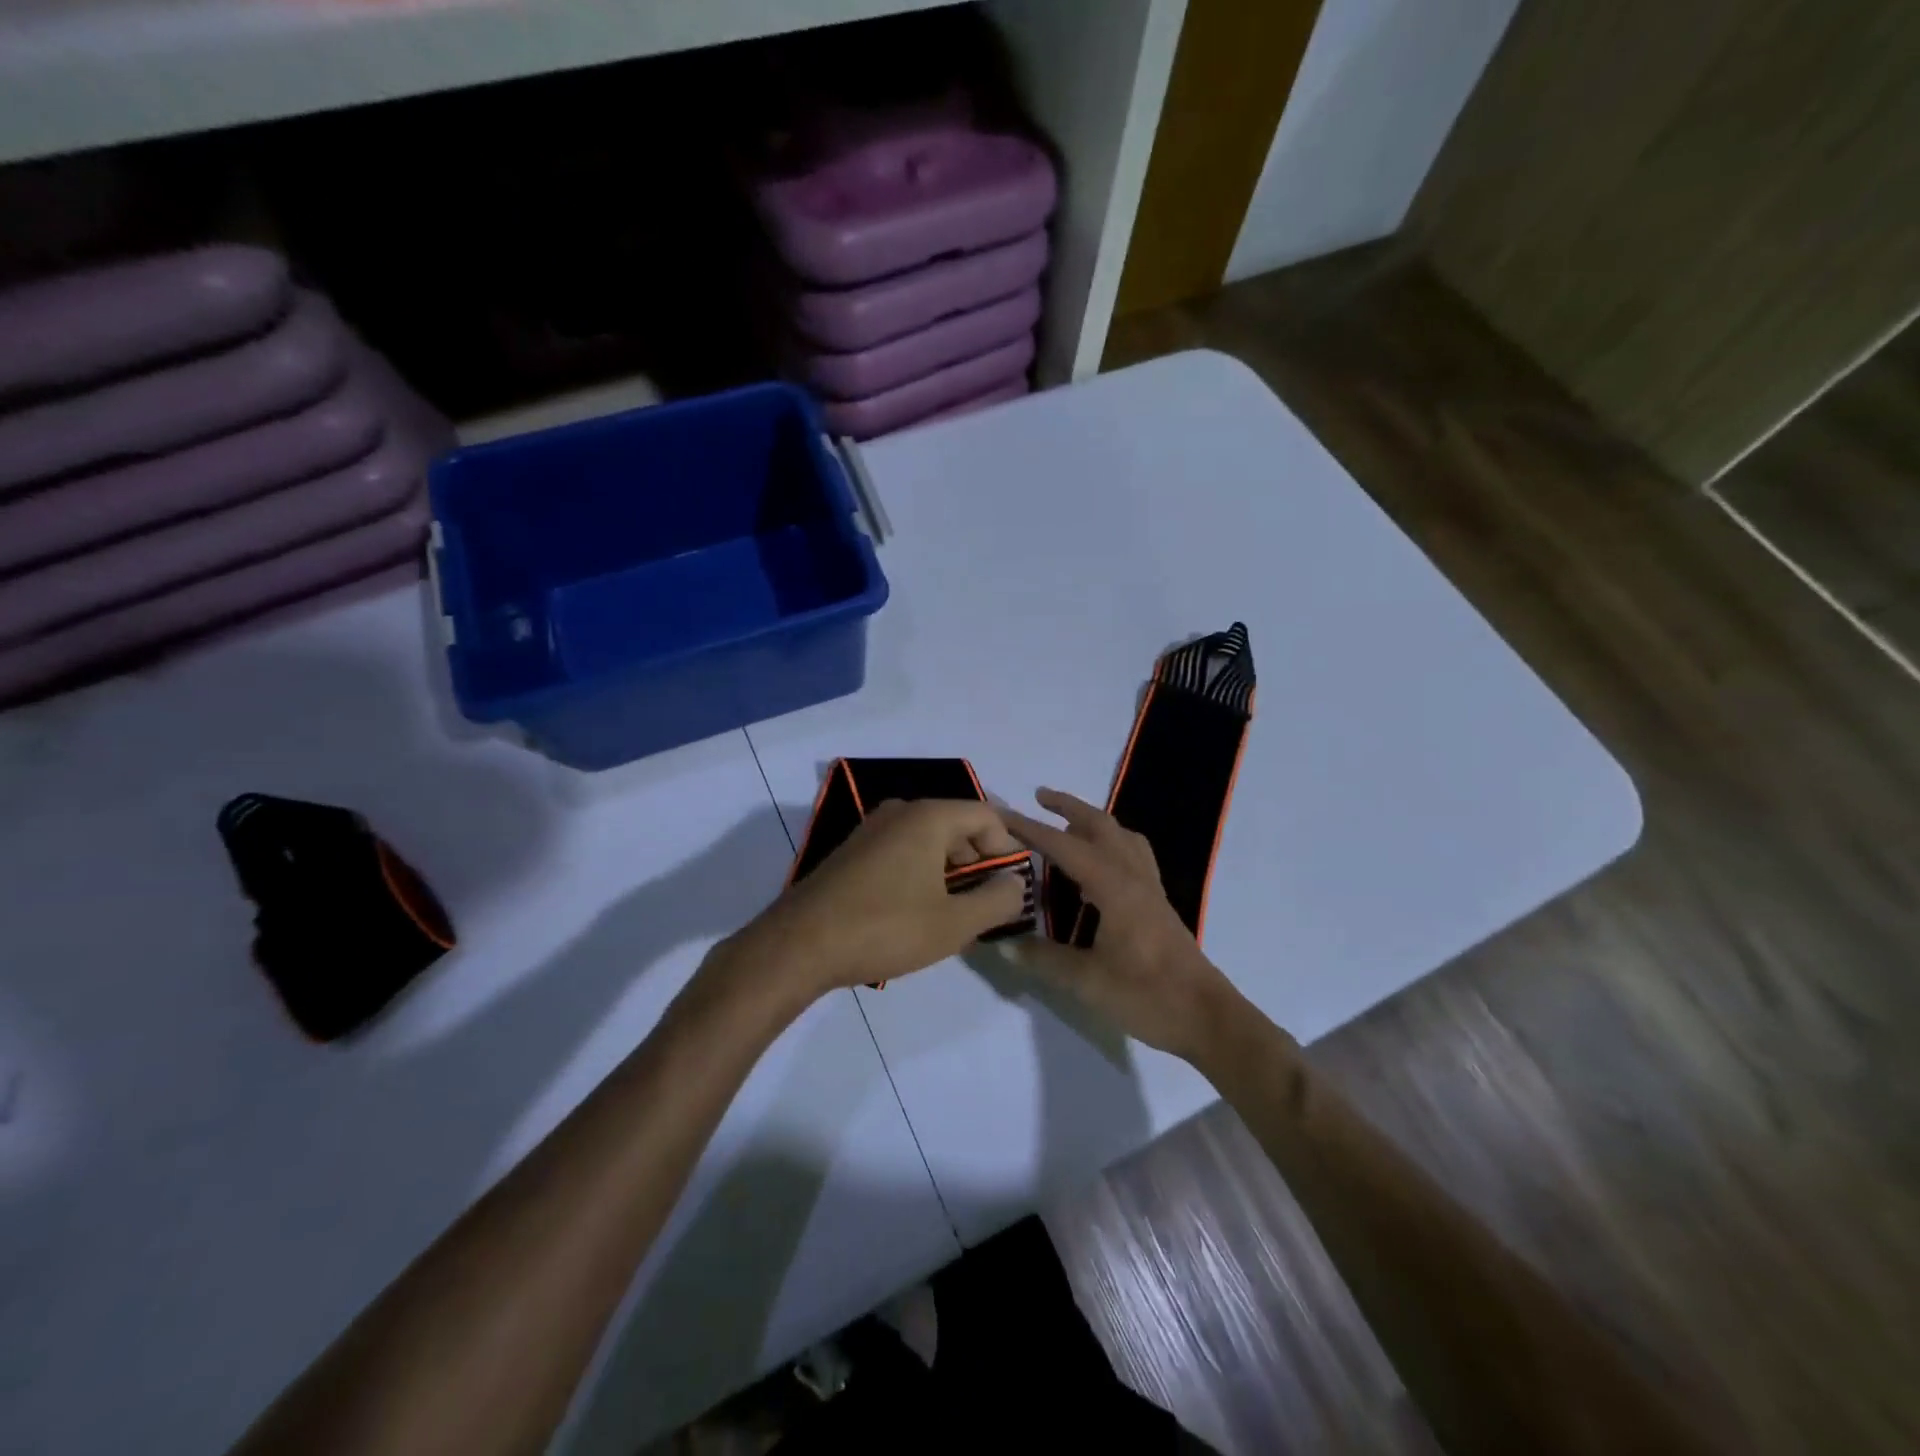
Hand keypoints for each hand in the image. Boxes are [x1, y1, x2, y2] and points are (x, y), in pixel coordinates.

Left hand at [724, 798, 1028, 1003]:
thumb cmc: (885, 928)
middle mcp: (901, 811)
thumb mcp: (954, 924)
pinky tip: (916, 912)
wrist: (799, 945)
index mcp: (929, 816)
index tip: (1009, 889)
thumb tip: (1016, 884)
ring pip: (930, 840)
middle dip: (979, 863)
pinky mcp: (854, 851)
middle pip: (959, 826)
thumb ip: (997, 901)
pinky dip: (921, 873)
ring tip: (952, 915)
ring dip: (950, 872)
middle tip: (983, 907)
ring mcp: (872, 829)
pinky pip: (903, 851)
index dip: (1008, 850)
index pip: (988, 817)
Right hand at [1003, 788, 1239, 1060]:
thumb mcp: (1087, 981)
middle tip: (1039, 797)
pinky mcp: (1157, 903)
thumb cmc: (1146, 994)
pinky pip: (1134, 855)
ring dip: (1094, 821)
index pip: (1064, 846)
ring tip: (1068, 826)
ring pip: (1122, 836)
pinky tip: (1098, 866)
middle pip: (1101, 825)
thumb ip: (1044, 959)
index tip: (1001, 813)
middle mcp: (1133, 876)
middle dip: (1069, 807)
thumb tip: (1005, 944)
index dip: (1031, 828)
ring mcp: (1149, 888)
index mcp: (1113, 886)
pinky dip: (1111, 844)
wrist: (1205, 1017)